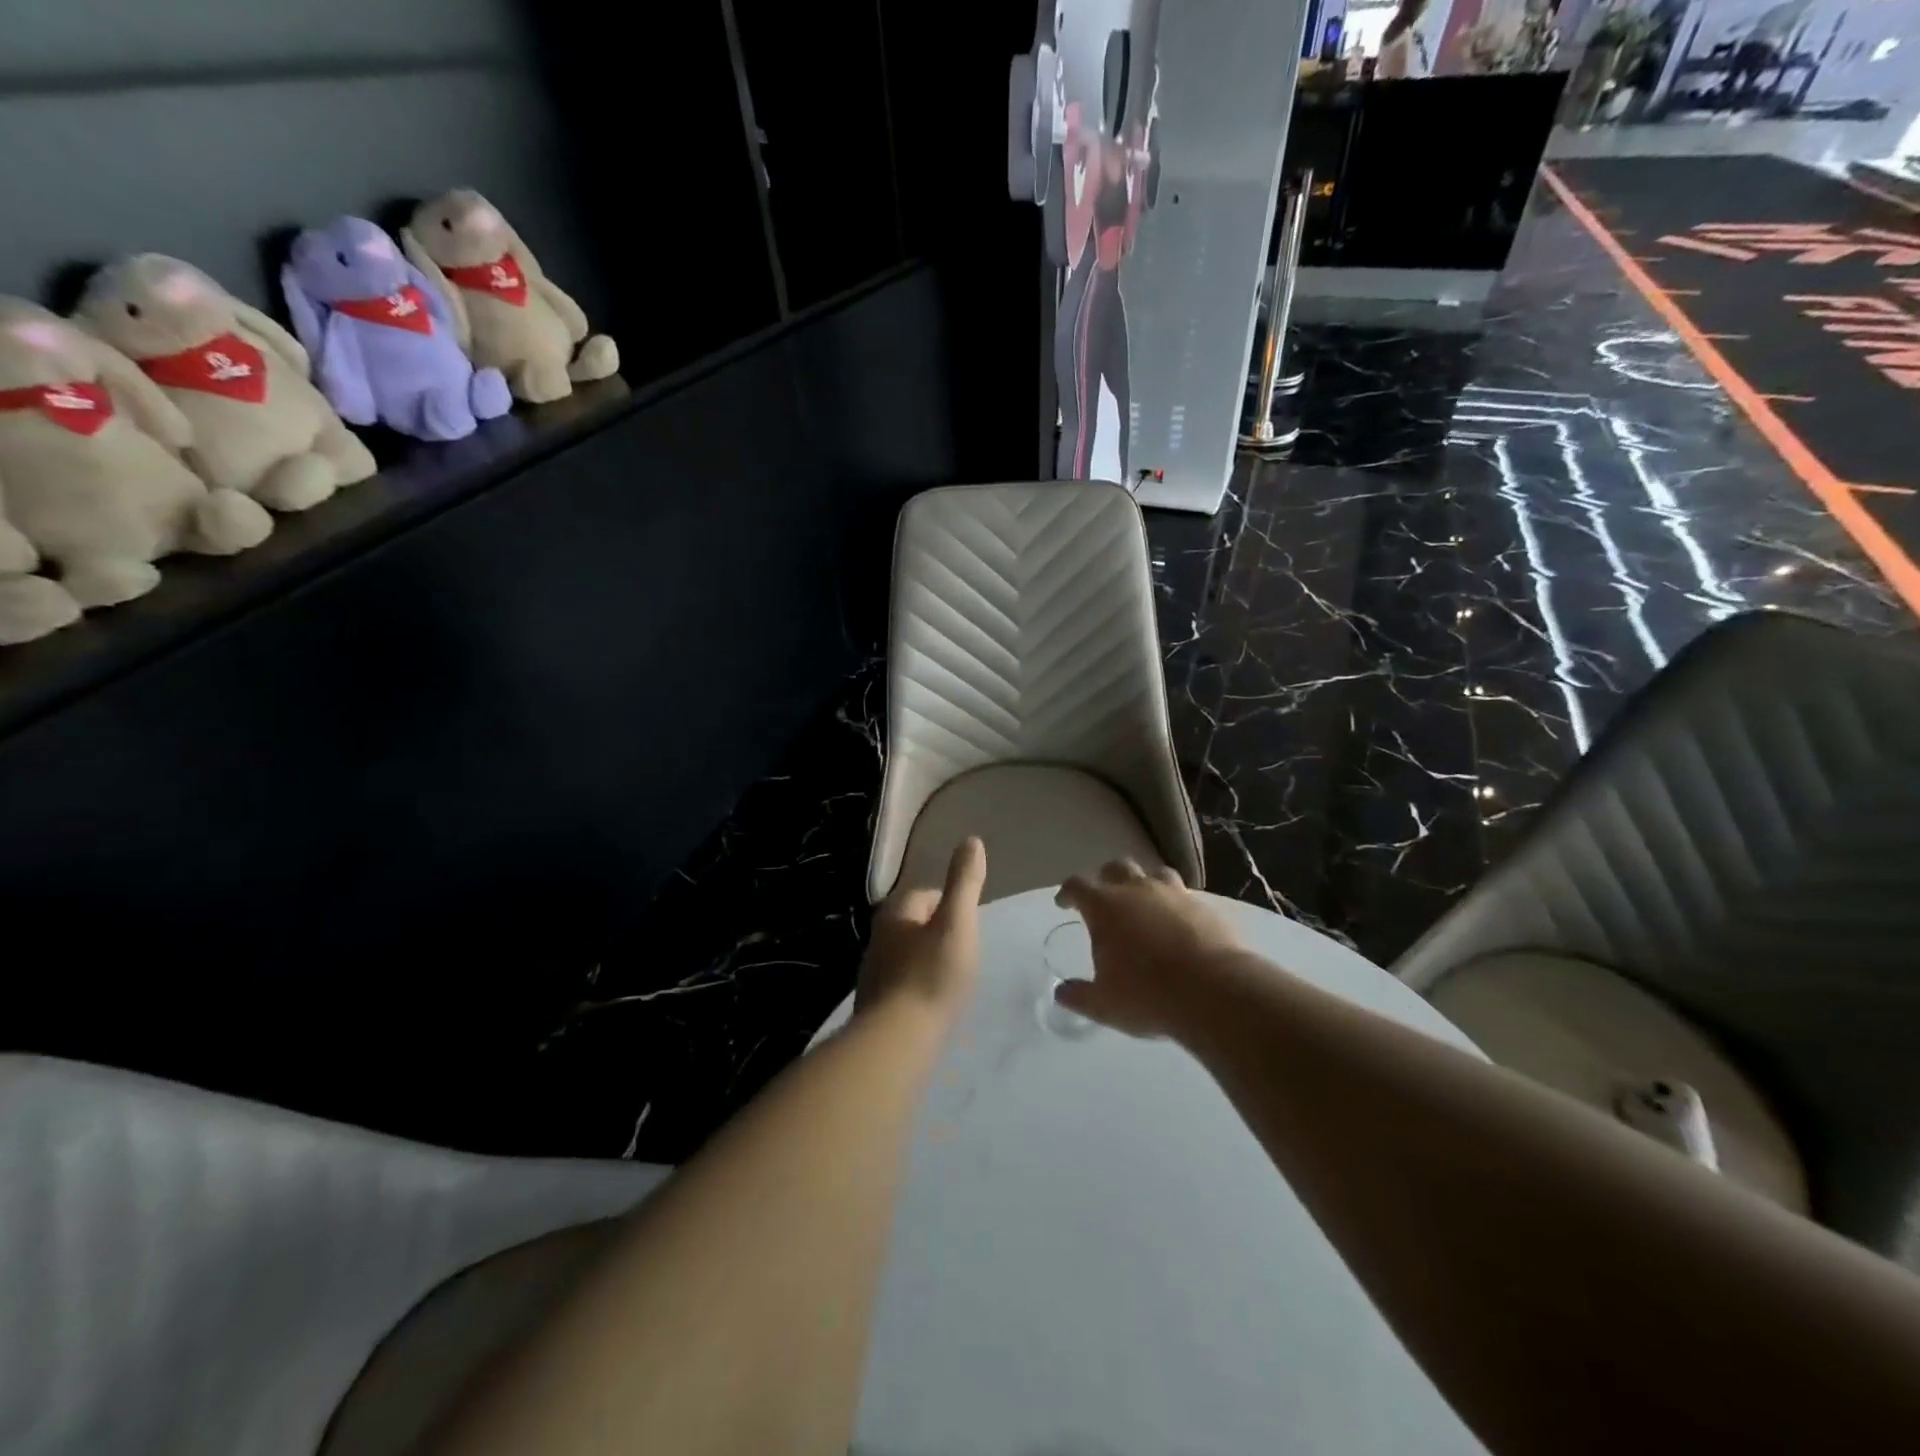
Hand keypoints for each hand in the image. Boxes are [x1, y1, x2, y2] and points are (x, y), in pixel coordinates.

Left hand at [856, 838, 987, 1023]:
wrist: (896, 1041)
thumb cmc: (931, 976)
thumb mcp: (957, 923)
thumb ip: (964, 882)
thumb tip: (971, 840)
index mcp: (895, 913)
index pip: (924, 895)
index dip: (950, 904)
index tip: (969, 923)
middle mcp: (878, 938)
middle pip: (913, 924)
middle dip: (937, 932)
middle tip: (965, 950)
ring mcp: (873, 973)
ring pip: (906, 955)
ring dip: (927, 960)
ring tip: (953, 977)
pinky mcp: (875, 1004)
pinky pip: (902, 984)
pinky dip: (918, 986)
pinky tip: (933, 1002)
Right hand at [1052, 860, 1245, 1037]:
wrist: (1215, 992)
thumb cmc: (1148, 995)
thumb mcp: (1104, 1004)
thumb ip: (1080, 996)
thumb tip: (1062, 993)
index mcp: (1105, 906)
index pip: (1077, 885)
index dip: (1068, 892)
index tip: (1064, 902)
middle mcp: (1137, 890)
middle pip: (1116, 867)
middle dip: (1106, 879)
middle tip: (1105, 899)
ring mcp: (1174, 894)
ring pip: (1154, 873)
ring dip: (1144, 883)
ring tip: (1145, 903)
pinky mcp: (1204, 906)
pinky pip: (1185, 895)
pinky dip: (1175, 904)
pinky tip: (1178, 924)